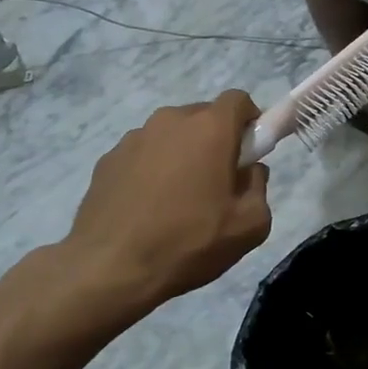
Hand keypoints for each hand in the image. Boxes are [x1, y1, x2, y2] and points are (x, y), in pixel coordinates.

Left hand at [65, 90, 271, 310]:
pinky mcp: (108, 159)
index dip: (250, 121)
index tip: (250, 152)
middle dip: (216, 140)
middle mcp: (170, 121)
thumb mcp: (249, 226)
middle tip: (217, 183)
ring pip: (171, 136)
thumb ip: (259, 188)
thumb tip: (250, 171)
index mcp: (209, 129)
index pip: (238, 100)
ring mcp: (134, 138)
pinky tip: (148, 208)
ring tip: (178, 200)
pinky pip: (143, 154)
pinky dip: (152, 170)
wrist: (111, 268)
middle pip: (203, 116)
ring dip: (182, 155)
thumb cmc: (189, 243)